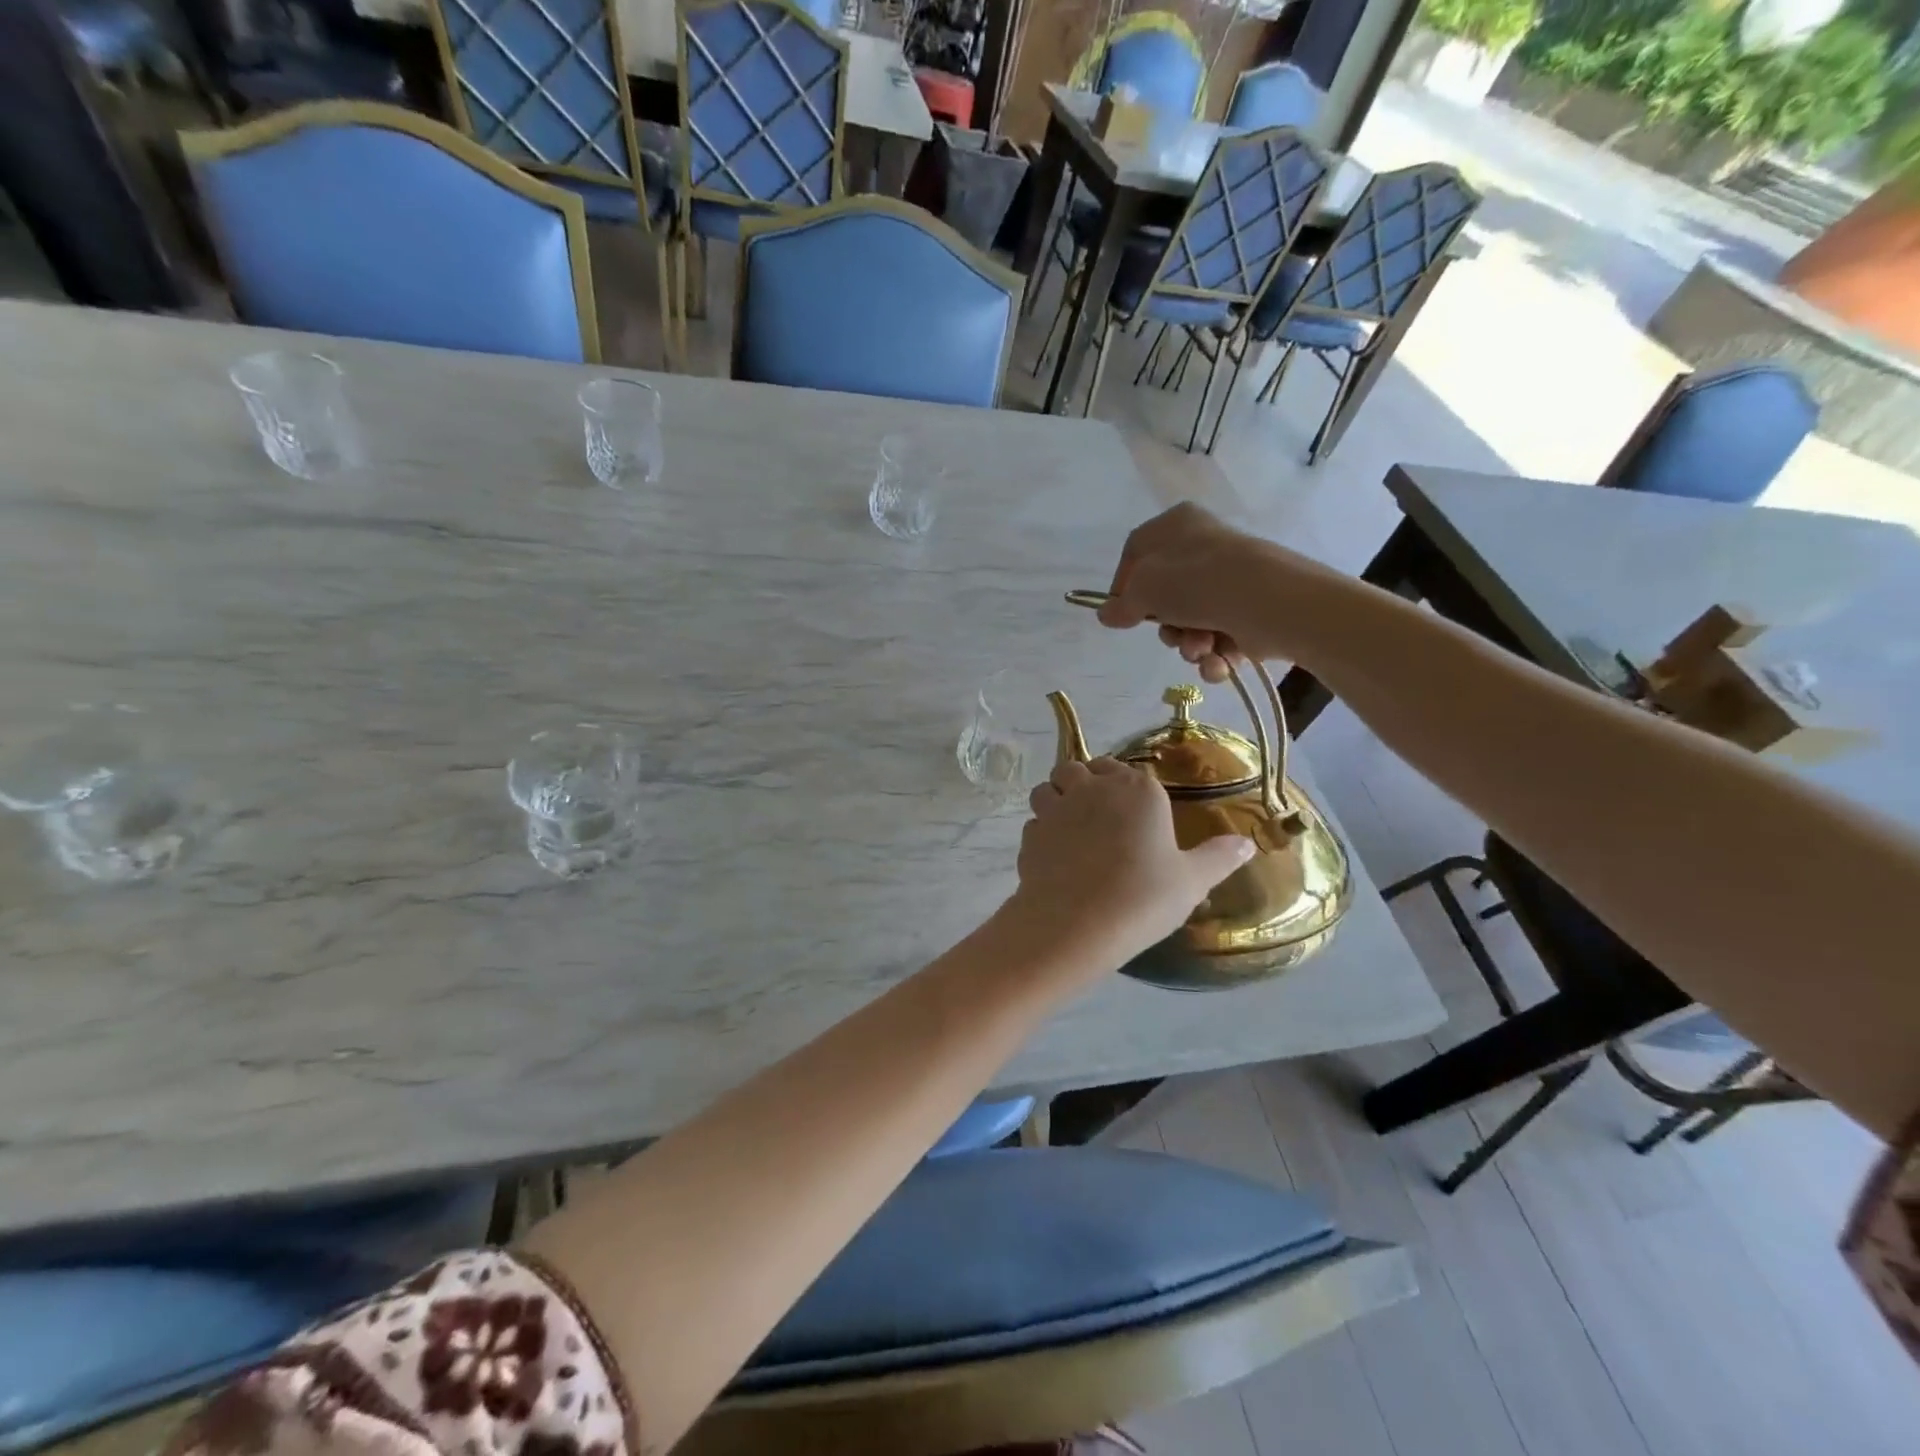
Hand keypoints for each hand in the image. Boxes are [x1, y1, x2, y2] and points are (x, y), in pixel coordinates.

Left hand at [1007, 757, 1253, 971]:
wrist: (1076, 925)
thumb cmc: (1142, 898)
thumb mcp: (1192, 881)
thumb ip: (1219, 857)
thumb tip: (1248, 844)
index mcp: (1138, 790)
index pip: (1127, 770)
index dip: (1124, 785)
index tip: (1131, 811)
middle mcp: (1093, 788)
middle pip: (1079, 769)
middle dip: (1084, 784)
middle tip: (1099, 817)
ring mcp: (1056, 808)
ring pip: (1047, 788)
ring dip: (1055, 800)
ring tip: (1070, 829)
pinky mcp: (1030, 834)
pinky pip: (1034, 823)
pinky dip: (1041, 833)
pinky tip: (1055, 857)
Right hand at [1096, 503, 1313, 682]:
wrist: (1271, 603)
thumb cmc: (1199, 582)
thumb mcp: (1145, 588)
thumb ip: (1121, 604)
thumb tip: (1107, 614)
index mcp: (1178, 525)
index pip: (1136, 553)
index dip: (1123, 585)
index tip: (1119, 614)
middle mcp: (1205, 548)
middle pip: (1166, 595)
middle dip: (1166, 626)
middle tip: (1170, 635)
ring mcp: (1231, 581)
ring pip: (1192, 622)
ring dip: (1190, 644)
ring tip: (1200, 649)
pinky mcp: (1252, 612)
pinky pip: (1219, 638)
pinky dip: (1214, 655)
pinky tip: (1217, 661)